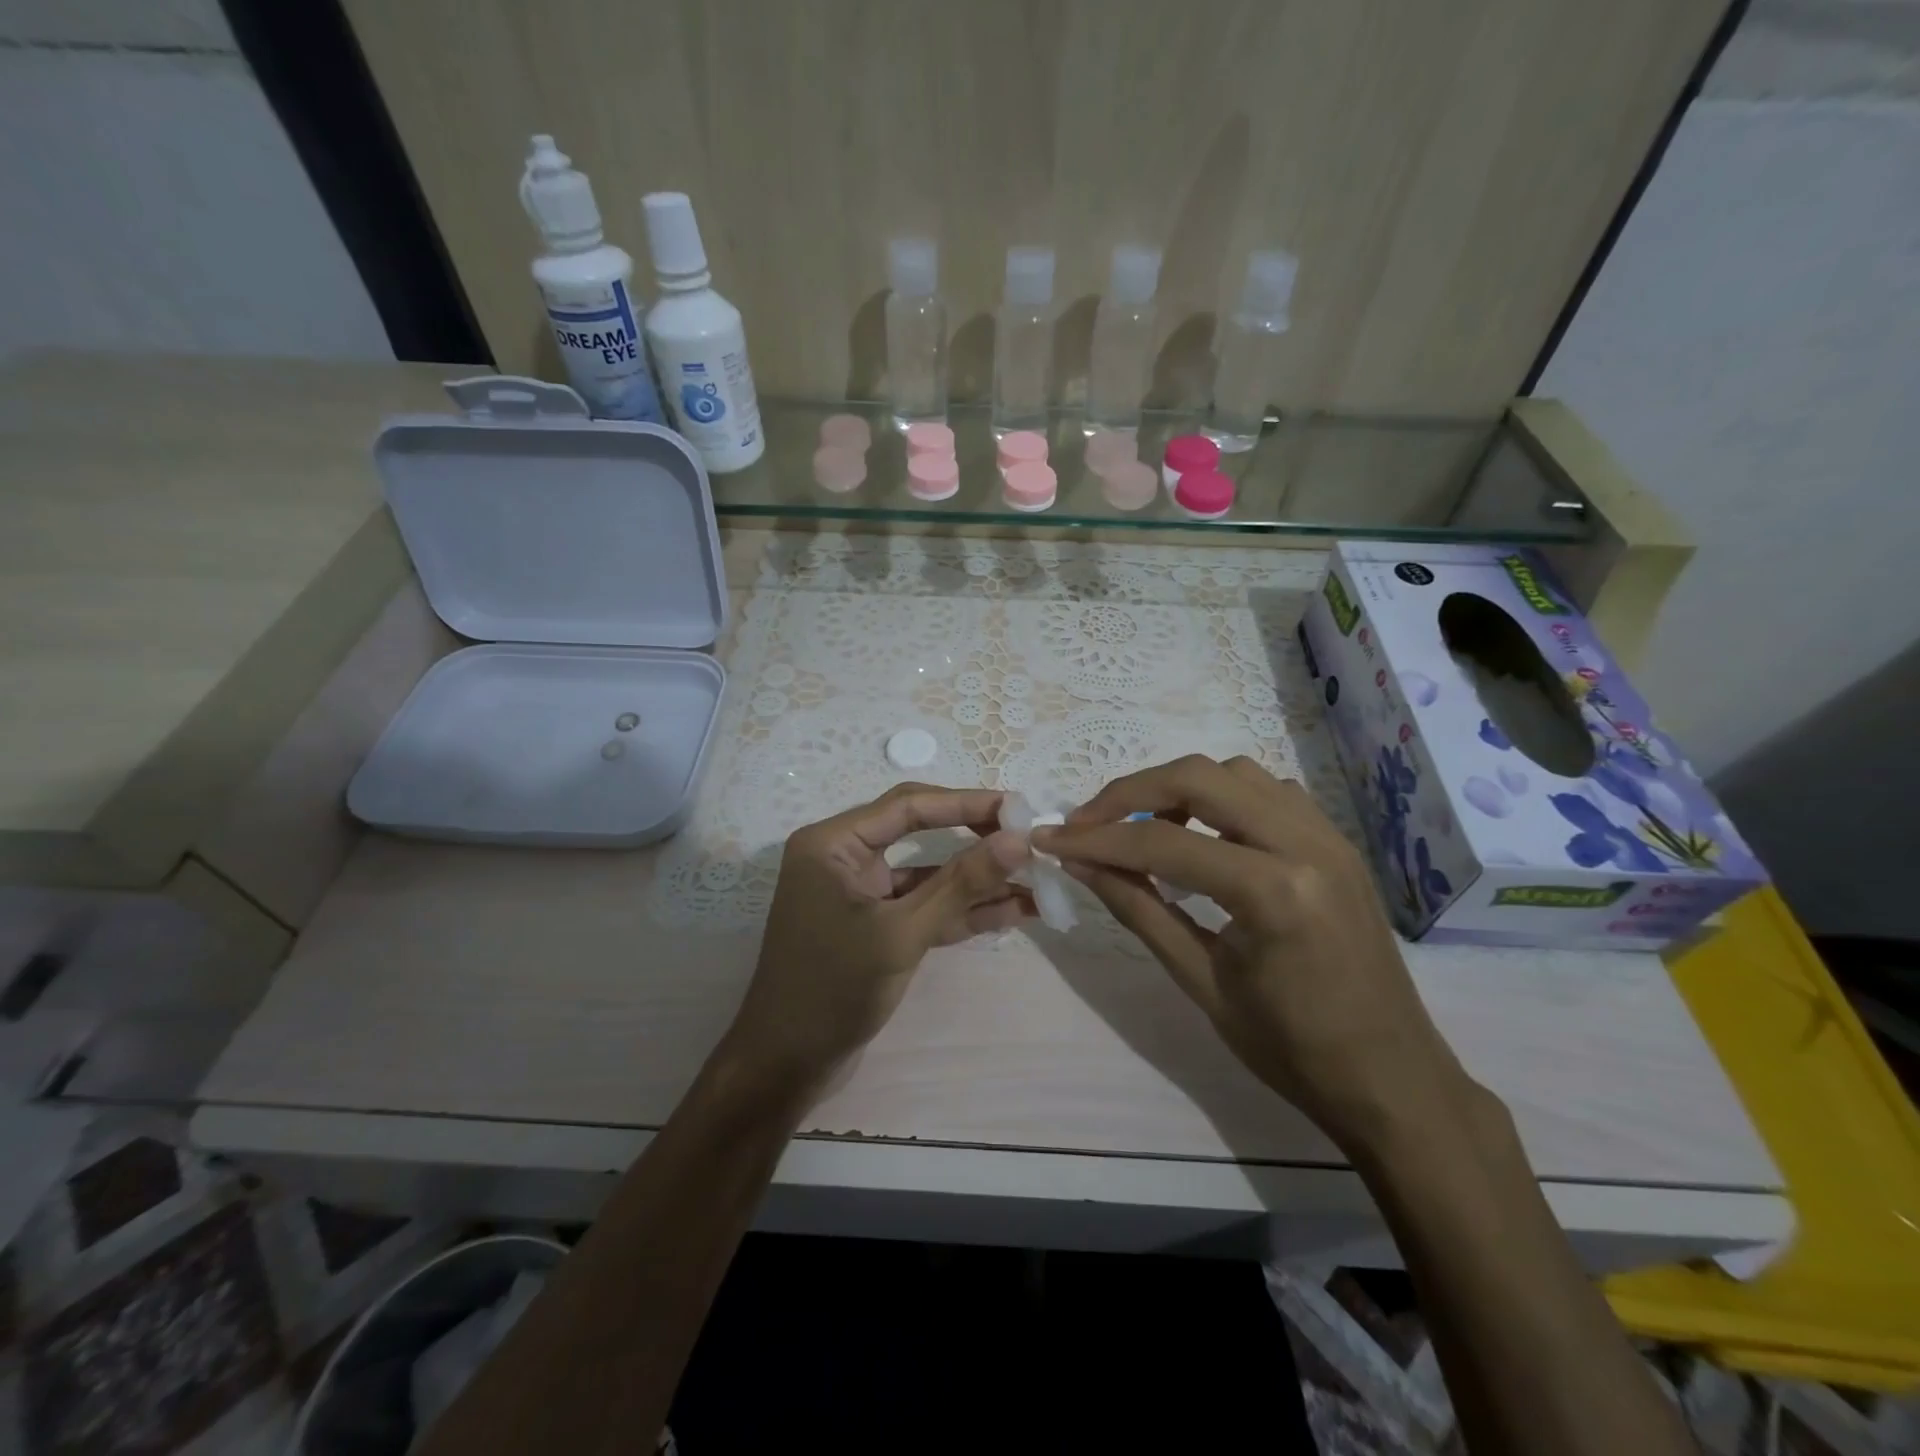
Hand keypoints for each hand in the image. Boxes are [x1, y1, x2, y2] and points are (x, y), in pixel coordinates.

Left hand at [726, 784, 1031, 1095]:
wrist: (786, 1067)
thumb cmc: (833, 989)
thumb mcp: (901, 933)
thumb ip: (960, 884)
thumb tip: (1017, 840)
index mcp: (832, 843)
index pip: (908, 806)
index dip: (965, 803)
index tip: (1018, 807)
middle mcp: (844, 858)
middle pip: (920, 832)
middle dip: (975, 839)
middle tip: (1028, 840)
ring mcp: (859, 894)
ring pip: (927, 874)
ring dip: (976, 881)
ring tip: (1035, 881)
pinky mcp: (874, 927)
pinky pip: (923, 907)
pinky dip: (961, 911)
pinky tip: (1011, 911)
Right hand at [1033, 756, 1476, 1153]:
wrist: (1391, 1079)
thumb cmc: (1292, 1049)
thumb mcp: (1201, 982)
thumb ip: (1138, 911)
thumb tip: (1079, 864)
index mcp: (1275, 892)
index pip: (1163, 843)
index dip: (1097, 839)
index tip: (1050, 838)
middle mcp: (1307, 844)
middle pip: (1199, 778)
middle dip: (1130, 792)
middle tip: (1086, 822)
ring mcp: (1329, 836)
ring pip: (1235, 773)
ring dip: (1177, 787)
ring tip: (1139, 824)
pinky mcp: (1336, 841)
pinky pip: (1268, 791)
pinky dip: (1220, 797)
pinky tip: (1200, 832)